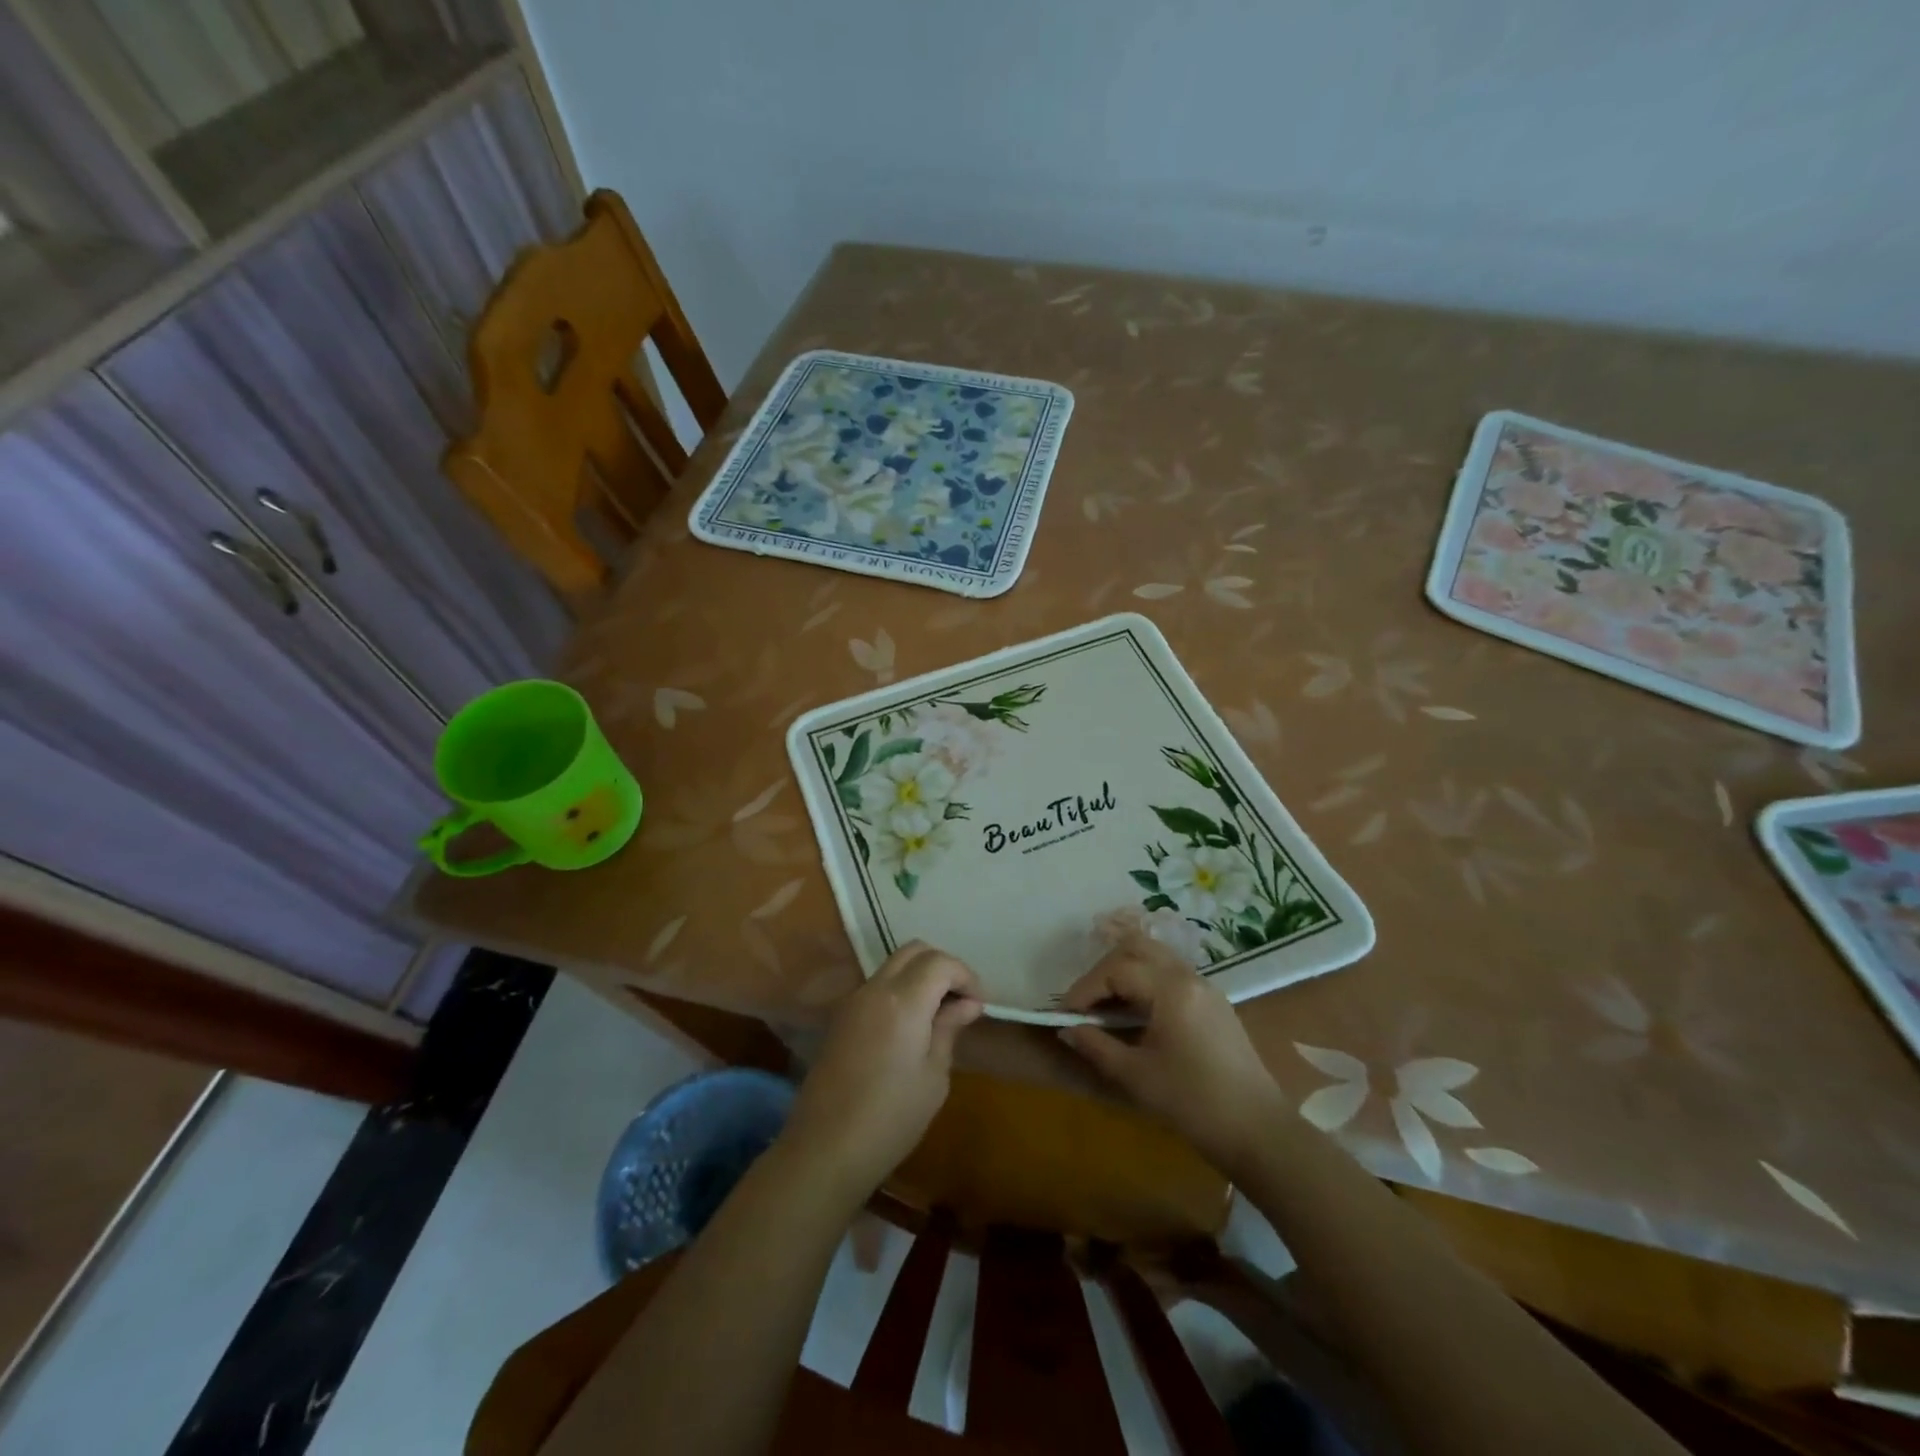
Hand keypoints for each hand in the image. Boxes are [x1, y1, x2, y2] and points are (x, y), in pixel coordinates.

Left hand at [780, 941, 983, 1207]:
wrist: (825, 1148)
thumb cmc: (890, 1118)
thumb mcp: (933, 1077)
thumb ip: (948, 1029)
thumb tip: (967, 1003)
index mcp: (902, 1001)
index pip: (940, 962)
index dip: (965, 975)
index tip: (979, 1004)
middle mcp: (875, 989)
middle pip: (914, 951)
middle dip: (943, 966)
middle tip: (961, 1000)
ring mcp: (853, 1001)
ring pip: (893, 965)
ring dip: (920, 976)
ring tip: (939, 1013)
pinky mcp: (840, 1017)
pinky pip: (877, 987)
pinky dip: (900, 990)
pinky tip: (911, 1025)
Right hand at [1058, 925, 1283, 1173]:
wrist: (1258, 1131)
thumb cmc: (1193, 1103)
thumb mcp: (1136, 1076)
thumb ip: (1096, 1046)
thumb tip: (1067, 1029)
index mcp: (1170, 989)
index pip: (1116, 970)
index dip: (1085, 989)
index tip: (1066, 1015)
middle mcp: (1188, 976)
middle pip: (1136, 948)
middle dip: (1104, 970)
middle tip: (1086, 1003)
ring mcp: (1205, 986)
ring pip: (1155, 956)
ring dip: (1125, 971)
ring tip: (1106, 1006)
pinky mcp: (1213, 1002)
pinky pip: (1171, 973)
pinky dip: (1145, 981)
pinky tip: (1135, 1013)